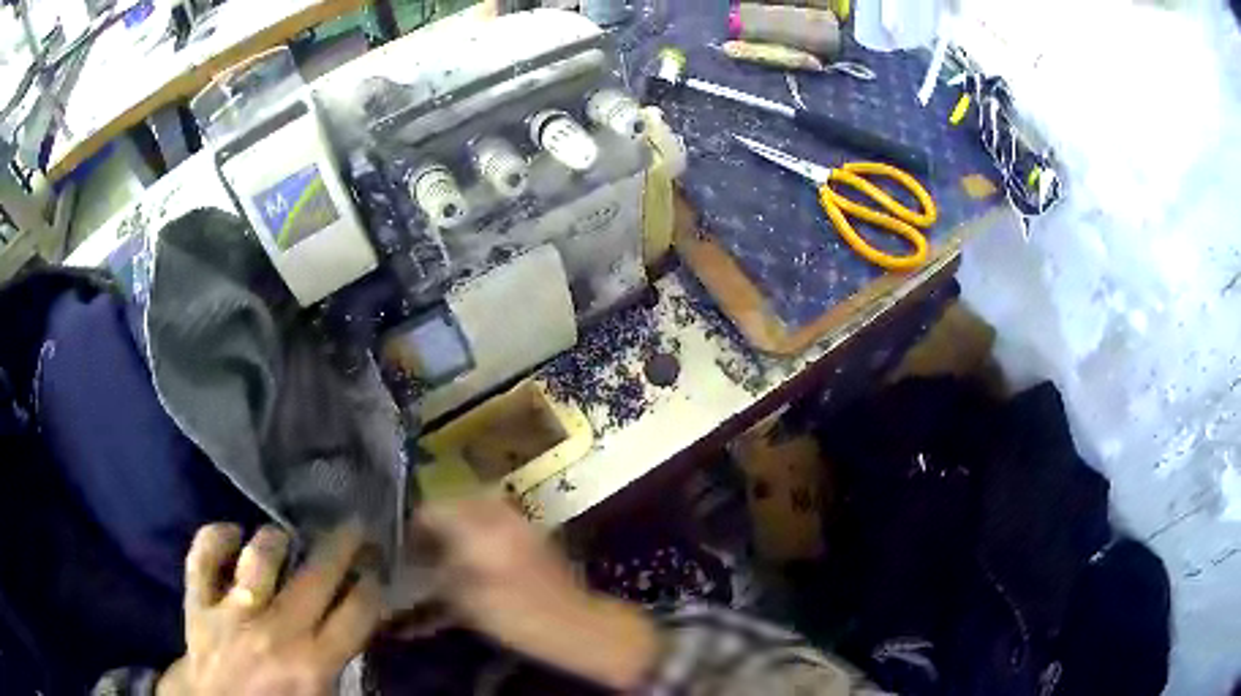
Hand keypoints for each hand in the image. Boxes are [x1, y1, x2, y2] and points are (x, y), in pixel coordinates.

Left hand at [157, 522, 381, 695]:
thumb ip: (338, 667)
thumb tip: (355, 632)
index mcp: (314, 662)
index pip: (357, 612)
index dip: (372, 585)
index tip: (376, 570)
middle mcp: (277, 630)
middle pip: (317, 575)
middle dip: (343, 544)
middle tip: (354, 526)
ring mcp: (233, 612)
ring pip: (259, 556)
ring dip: (276, 541)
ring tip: (285, 539)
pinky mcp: (198, 603)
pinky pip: (202, 557)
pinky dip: (215, 537)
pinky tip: (231, 533)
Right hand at [417, 498, 659, 690]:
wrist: (574, 624)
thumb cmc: (514, 617)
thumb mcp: (465, 601)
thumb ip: (439, 573)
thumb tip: (423, 559)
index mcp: (477, 529)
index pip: (432, 510)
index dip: (414, 527)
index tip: (408, 548)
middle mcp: (499, 515)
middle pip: (455, 500)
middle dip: (438, 519)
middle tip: (427, 545)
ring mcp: (520, 520)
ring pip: (477, 503)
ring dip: (459, 519)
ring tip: (451, 547)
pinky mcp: (534, 530)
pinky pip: (498, 514)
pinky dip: (481, 525)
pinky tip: (477, 550)